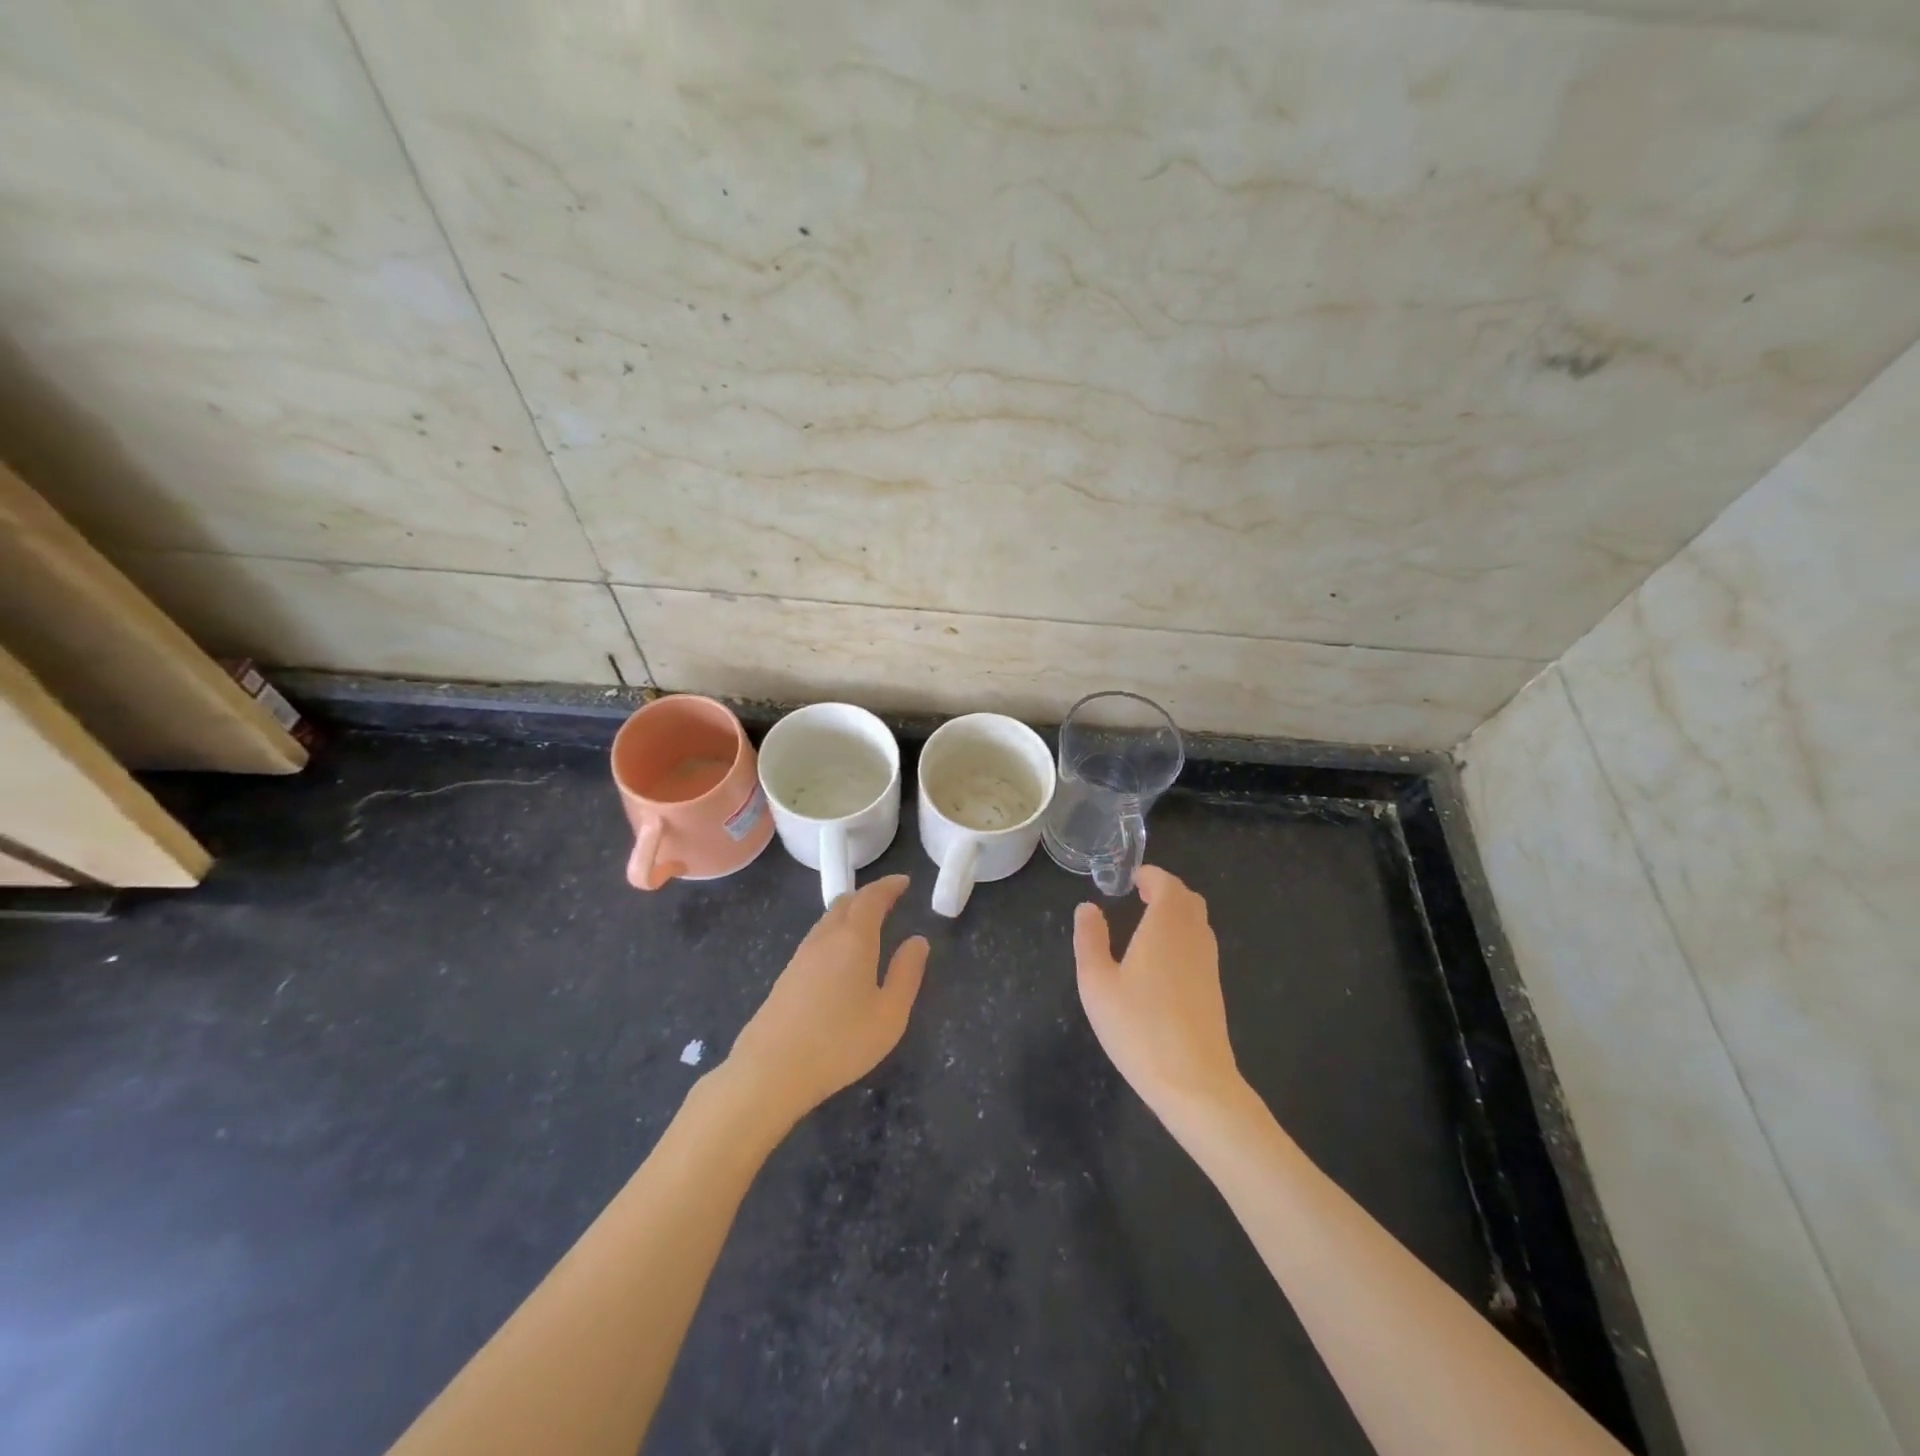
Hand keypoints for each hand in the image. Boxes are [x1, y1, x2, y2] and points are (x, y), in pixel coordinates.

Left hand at [727, 875, 928, 1126]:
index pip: (872, 898)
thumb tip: (918, 940)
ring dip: (850, 912)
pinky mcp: (787, 975)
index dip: (889, 886)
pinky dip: (835, 930)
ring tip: (868, 922)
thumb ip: (907, 973)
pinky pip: (817, 938)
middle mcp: (825, 938)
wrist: (771, 1070)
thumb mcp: (890, 1014)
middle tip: (889, 899)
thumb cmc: (840, 1042)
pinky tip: (840, 954)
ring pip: (828, 919)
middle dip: (869, 895)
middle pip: (846, 902)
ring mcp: (801, 956)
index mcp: (854, 939)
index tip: (904, 881)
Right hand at [1074, 866, 1243, 1119]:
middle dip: (1165, 890)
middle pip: (1188, 899)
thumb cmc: (1139, 1027)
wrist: (1194, 1082)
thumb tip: (1088, 908)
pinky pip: (1200, 944)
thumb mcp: (1097, 983)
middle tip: (1138, 895)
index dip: (1150, 875)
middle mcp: (1193, 937)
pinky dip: (1183, 935)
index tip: (1130, 878)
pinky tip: (1161, 960)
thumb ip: (1090, 939)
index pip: (1167, 884)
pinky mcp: (1213, 988)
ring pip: (1198, 922)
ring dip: (1176, 913)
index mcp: (1165, 926)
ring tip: (1146, 923)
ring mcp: (1208, 963)